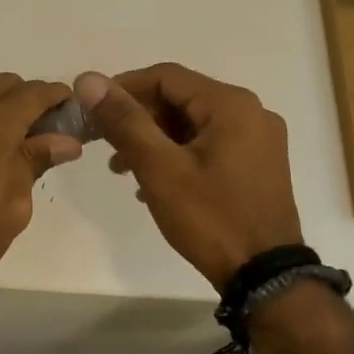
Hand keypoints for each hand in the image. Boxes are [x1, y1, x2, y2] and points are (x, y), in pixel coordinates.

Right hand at [76, 63, 302, 290]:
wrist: (264, 277)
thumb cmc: (210, 218)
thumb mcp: (159, 168)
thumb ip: (124, 121)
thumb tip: (89, 80)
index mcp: (232, 104)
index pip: (166, 76)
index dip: (123, 88)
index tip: (91, 110)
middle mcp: (251, 113)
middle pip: (180, 99)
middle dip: (138, 118)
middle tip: (103, 142)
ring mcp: (258, 141)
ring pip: (193, 124)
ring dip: (154, 139)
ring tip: (121, 168)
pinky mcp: (257, 166)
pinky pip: (208, 145)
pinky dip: (177, 154)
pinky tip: (152, 182)